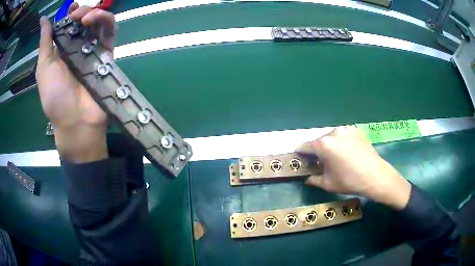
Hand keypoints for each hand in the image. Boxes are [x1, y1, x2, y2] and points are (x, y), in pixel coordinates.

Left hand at [36, 3, 116, 161]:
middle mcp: (78, 47)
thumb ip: (45, 42)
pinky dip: (107, 22)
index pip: (69, 25)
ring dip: (95, 14)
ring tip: (86, 19)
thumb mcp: (44, 67)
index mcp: (62, 50)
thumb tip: (42, 20)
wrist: (76, 120)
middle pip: (85, 20)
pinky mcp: (107, 55)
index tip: (71, 7)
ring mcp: (93, 50)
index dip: (71, 13)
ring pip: (99, 23)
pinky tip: (97, 21)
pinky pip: (110, 33)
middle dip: (83, 11)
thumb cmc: (55, 96)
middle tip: (77, 15)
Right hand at [296, 126, 410, 209]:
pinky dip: (341, 142)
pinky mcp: (356, 129)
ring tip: (337, 158)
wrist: (375, 176)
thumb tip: (306, 179)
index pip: (305, 146)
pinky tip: (348, 152)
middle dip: (317, 151)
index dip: (300, 153)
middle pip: (319, 141)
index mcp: (324, 145)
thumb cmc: (350, 181)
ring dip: (330, 146)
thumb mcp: (328, 184)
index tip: (299, 158)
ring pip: (331, 137)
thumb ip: (313, 180)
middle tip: (321, 162)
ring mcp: (346, 129)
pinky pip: (343, 135)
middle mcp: (333, 132)